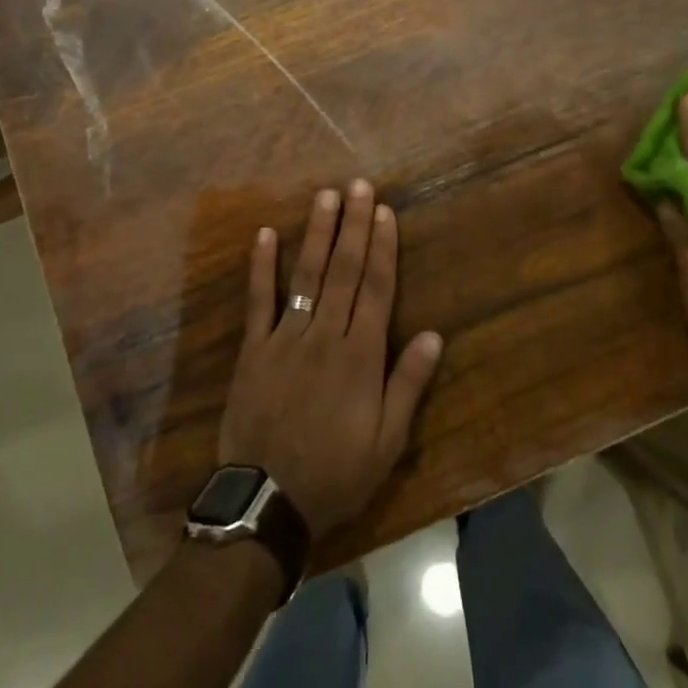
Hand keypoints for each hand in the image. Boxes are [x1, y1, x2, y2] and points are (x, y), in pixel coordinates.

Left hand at [218, 180, 443, 537]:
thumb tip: (433, 335)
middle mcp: (325, 335)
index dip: (382, 247)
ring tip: (325, 197)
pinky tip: (266, 234)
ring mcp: (285, 338)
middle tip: (357, 185)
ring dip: (317, 234)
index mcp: (360, 356)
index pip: (377, 289)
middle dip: (353, 226)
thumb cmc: (336, 473)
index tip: (384, 211)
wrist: (267, 503)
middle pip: (344, 271)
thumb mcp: (386, 443)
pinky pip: (258, 301)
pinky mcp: (254, 350)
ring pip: (305, 276)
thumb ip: (407, 385)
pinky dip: (262, 266)